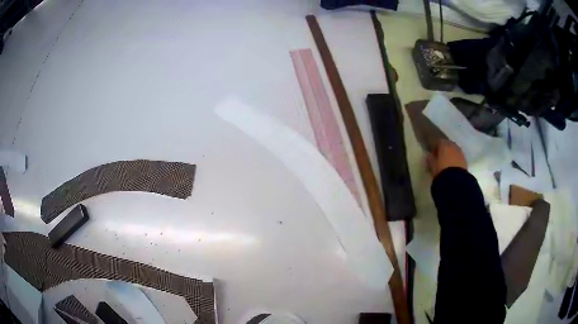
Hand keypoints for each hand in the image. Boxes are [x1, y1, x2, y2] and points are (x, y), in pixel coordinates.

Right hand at [426, 139, 466, 177]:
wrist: (456, 180)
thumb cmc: (441, 170)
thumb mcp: (432, 165)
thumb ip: (430, 159)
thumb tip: (429, 155)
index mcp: (444, 144)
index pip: (438, 141)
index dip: (434, 146)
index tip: (432, 153)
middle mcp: (453, 145)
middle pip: (447, 144)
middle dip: (444, 149)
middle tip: (440, 156)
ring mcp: (460, 152)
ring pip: (454, 150)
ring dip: (450, 154)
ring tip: (447, 162)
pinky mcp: (465, 160)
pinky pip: (458, 156)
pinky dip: (455, 159)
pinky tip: (453, 165)